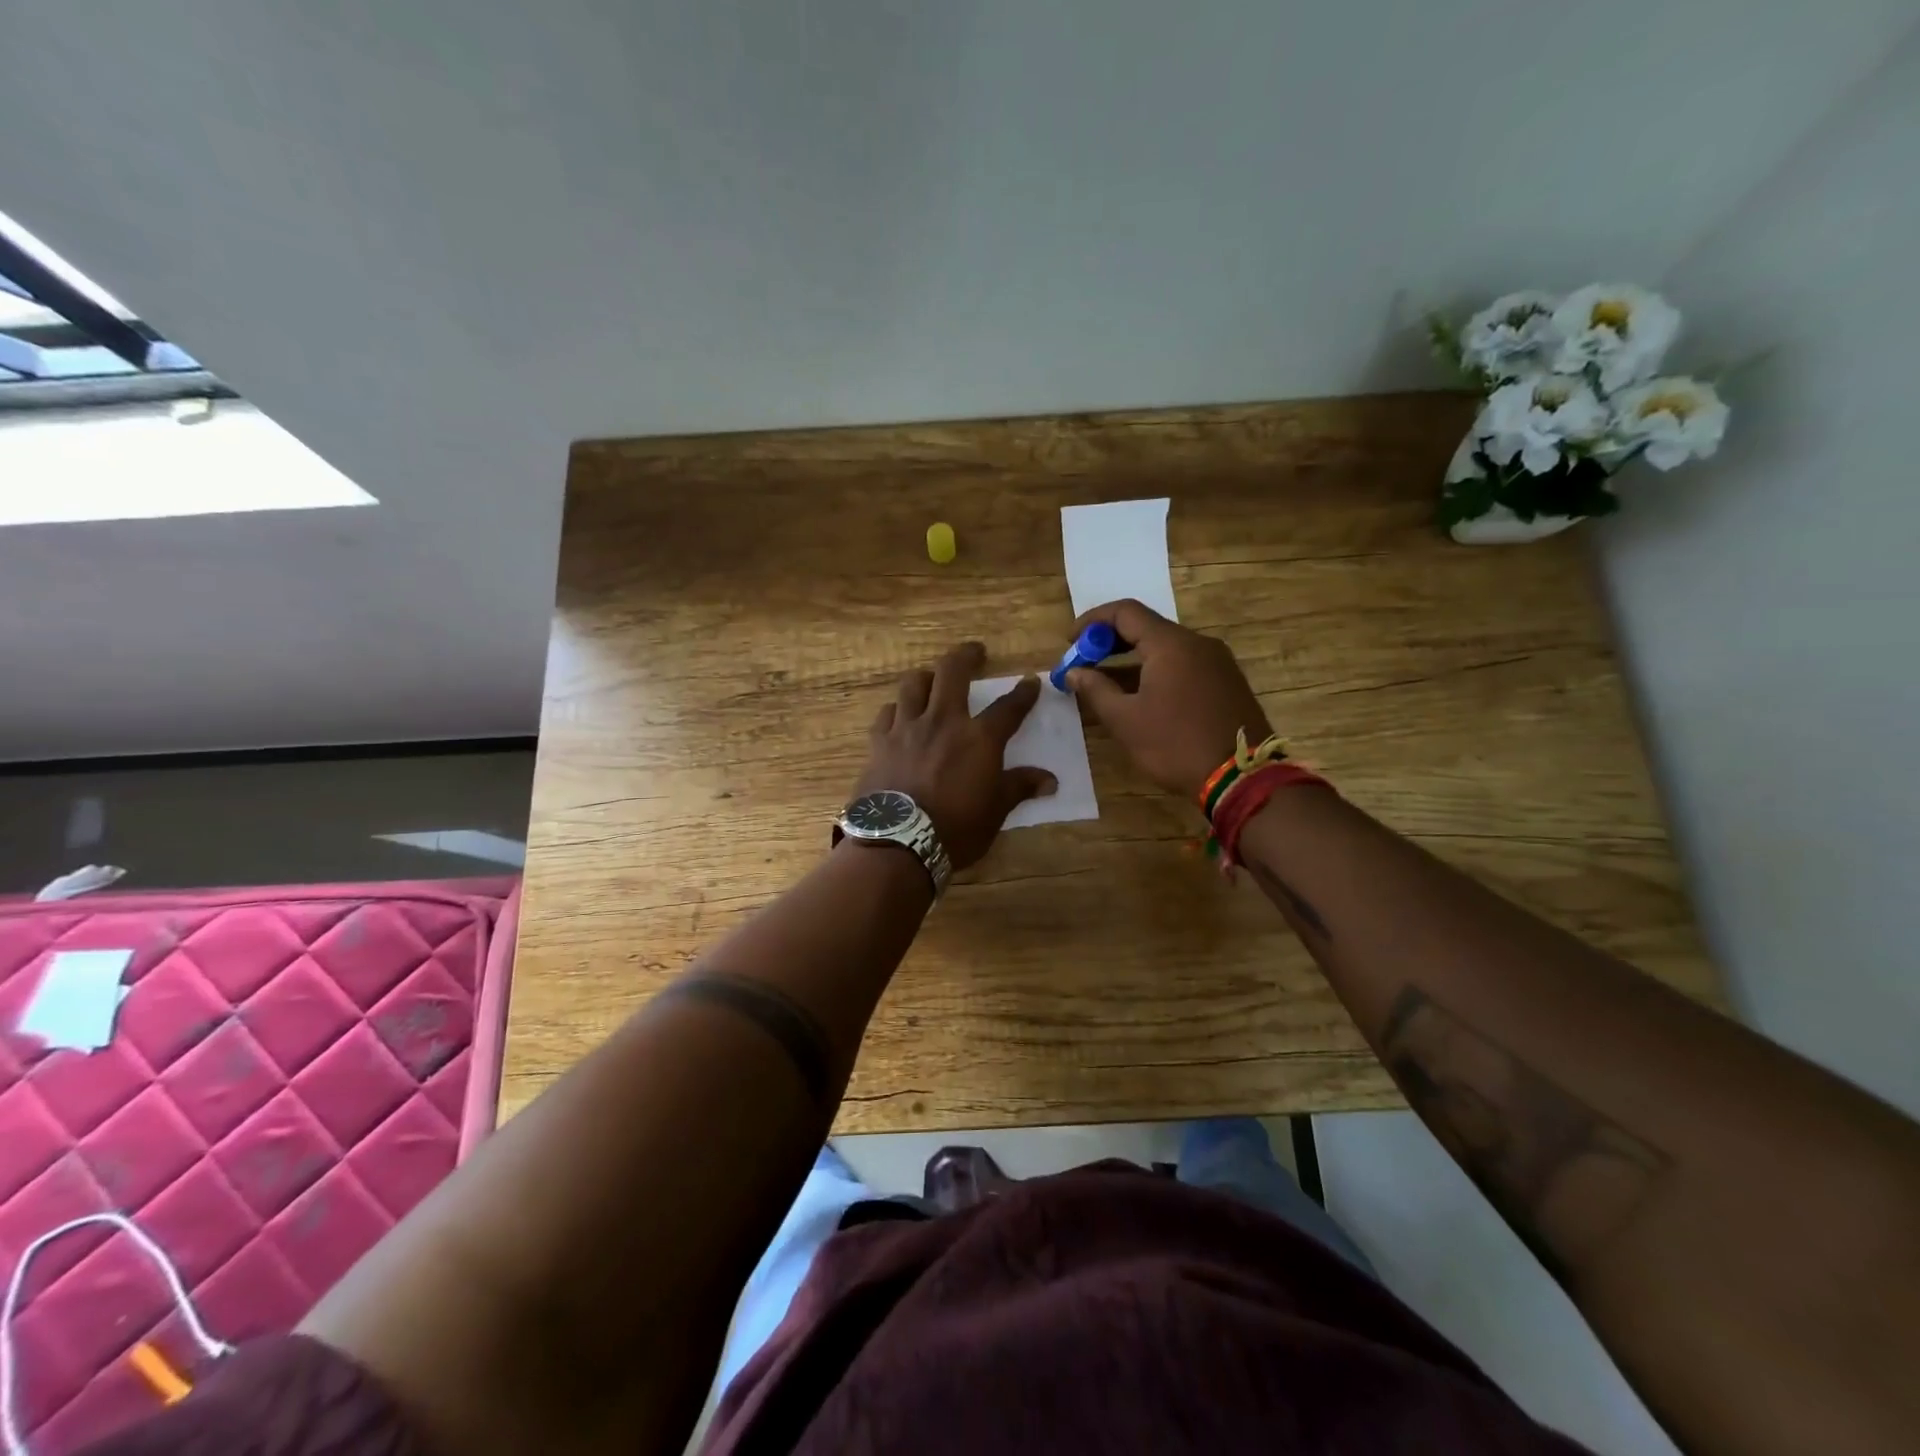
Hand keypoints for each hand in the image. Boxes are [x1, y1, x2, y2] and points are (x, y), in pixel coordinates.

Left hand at [854, 641, 1056, 869]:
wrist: (898, 843)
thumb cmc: (955, 829)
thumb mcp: (995, 811)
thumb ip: (1019, 787)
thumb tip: (1050, 780)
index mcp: (979, 738)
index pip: (1008, 707)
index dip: (1023, 693)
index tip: (1030, 682)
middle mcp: (943, 722)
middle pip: (952, 671)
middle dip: (966, 655)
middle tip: (975, 652)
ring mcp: (907, 728)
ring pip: (913, 684)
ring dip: (926, 677)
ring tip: (932, 679)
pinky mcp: (879, 742)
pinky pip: (887, 713)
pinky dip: (896, 710)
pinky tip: (899, 716)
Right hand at [1066, 599, 1273, 798]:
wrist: (1242, 778)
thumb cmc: (1175, 745)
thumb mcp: (1125, 721)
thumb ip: (1095, 690)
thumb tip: (1074, 672)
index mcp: (1171, 644)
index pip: (1125, 612)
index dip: (1092, 621)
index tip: (1070, 642)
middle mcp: (1198, 643)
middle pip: (1147, 627)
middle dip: (1110, 642)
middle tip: (1083, 662)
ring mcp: (1217, 662)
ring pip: (1166, 648)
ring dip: (1132, 659)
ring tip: (1105, 683)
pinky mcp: (1226, 682)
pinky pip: (1183, 664)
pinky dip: (1155, 670)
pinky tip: (1141, 696)